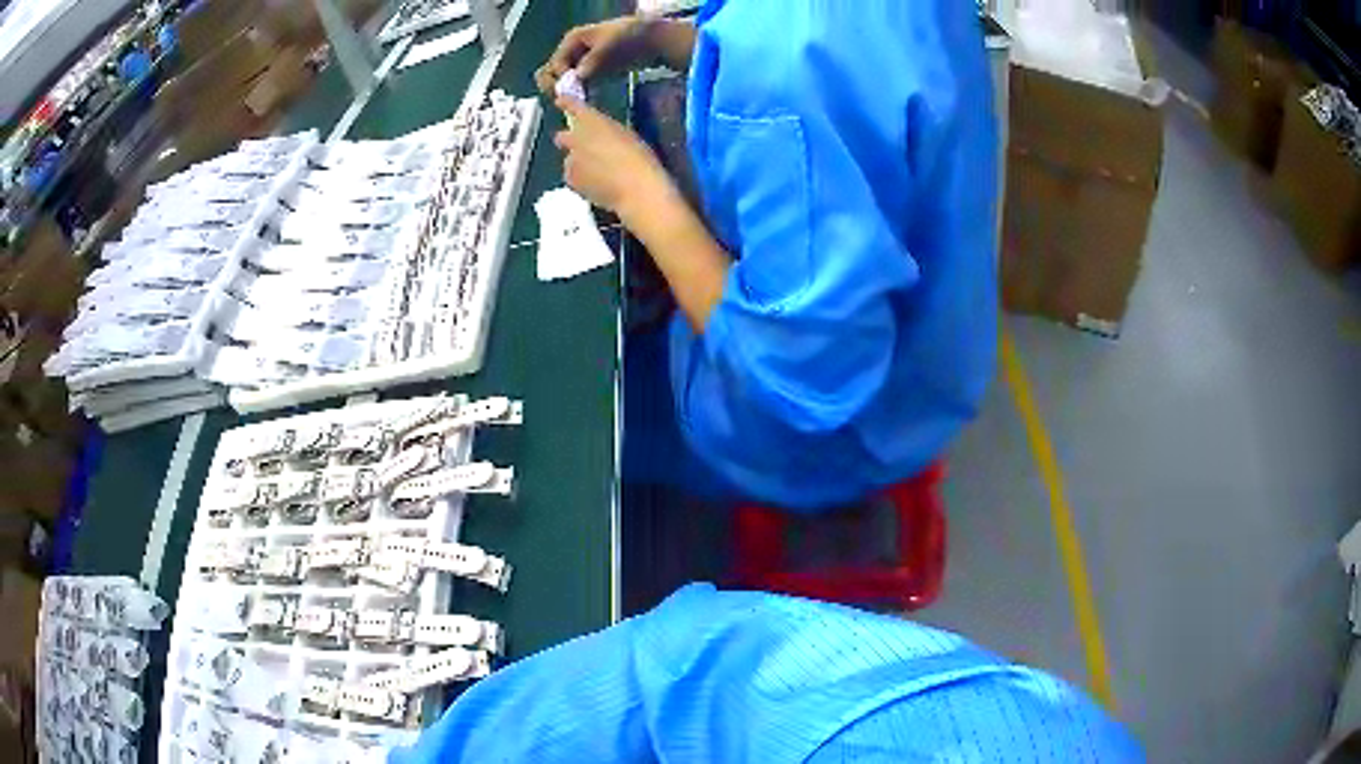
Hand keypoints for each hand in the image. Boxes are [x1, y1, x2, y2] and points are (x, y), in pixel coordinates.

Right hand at [535, 16, 651, 95]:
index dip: (561, 78)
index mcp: (572, 41)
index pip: (555, 65)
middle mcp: (572, 53)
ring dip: (567, 93)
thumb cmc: (628, 36)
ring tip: (578, 102)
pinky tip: (587, 102)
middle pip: (551, 73)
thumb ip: (591, 61)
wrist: (651, 39)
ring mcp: (581, 64)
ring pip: (562, 82)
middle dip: (556, 86)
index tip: (573, 87)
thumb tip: (576, 77)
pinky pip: (578, 88)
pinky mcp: (592, 75)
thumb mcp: (608, 46)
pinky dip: (579, 95)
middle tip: (567, 98)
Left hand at [553, 97, 674, 219]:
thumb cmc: (640, 159)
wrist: (636, 189)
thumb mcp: (626, 136)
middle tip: (583, 148)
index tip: (560, 101)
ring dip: (579, 163)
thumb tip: (599, 135)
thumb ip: (607, 132)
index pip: (573, 106)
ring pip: (570, 159)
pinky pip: (572, 176)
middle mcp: (577, 137)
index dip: (566, 103)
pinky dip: (580, 179)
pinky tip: (597, 185)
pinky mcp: (570, 180)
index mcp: (594, 121)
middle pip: (563, 137)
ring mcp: (571, 160)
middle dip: (568, 140)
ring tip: (600, 173)